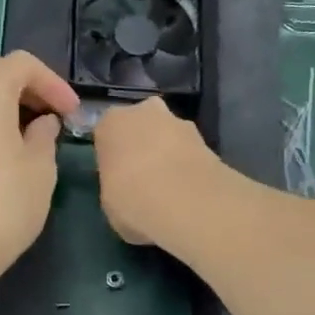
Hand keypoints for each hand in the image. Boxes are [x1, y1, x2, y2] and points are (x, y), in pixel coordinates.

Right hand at [92, 98, 222, 247]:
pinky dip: (188, 166)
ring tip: (170, 188)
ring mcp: (179, 122)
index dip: (113, 155)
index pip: (107, 133)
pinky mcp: (207, 140)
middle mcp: (144, 111)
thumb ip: (116, 184)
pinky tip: (189, 191)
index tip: (116, 176)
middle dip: (143, 145)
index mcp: (111, 122)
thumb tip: (127, 189)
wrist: (186, 203)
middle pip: (141, 126)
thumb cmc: (131, 200)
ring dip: (168, 154)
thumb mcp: (109, 201)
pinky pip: (189, 152)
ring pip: (168, 136)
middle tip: (144, 178)